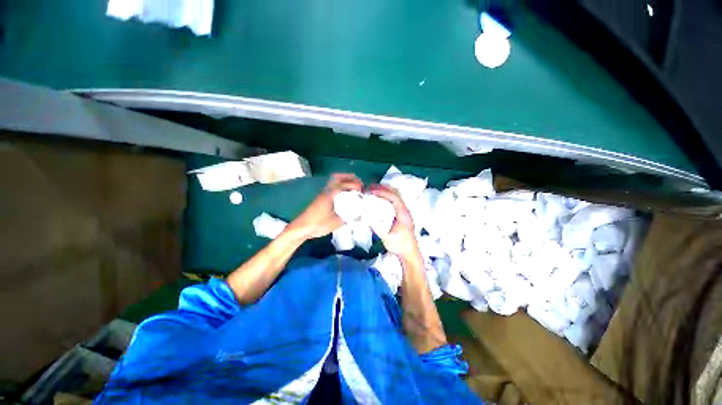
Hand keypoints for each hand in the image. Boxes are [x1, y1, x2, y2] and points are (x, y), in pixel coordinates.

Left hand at [287, 173, 362, 239]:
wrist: (302, 228)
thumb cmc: (318, 224)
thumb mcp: (336, 223)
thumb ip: (348, 218)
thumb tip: (359, 216)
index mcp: (330, 195)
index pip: (344, 184)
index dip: (355, 185)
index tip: (363, 189)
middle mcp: (326, 191)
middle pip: (338, 177)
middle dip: (350, 178)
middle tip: (359, 184)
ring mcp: (323, 193)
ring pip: (334, 181)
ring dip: (345, 181)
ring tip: (354, 188)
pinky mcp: (321, 197)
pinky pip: (333, 186)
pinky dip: (341, 186)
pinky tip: (345, 195)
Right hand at [367, 185, 420, 261]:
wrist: (410, 253)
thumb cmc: (399, 245)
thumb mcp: (386, 237)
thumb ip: (377, 226)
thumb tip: (366, 216)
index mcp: (403, 213)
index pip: (394, 197)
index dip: (382, 192)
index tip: (371, 191)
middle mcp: (405, 210)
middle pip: (396, 193)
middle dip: (383, 188)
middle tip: (370, 187)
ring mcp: (405, 212)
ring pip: (396, 196)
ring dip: (385, 192)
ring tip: (373, 191)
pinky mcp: (402, 215)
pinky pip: (394, 201)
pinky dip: (386, 197)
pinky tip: (379, 200)